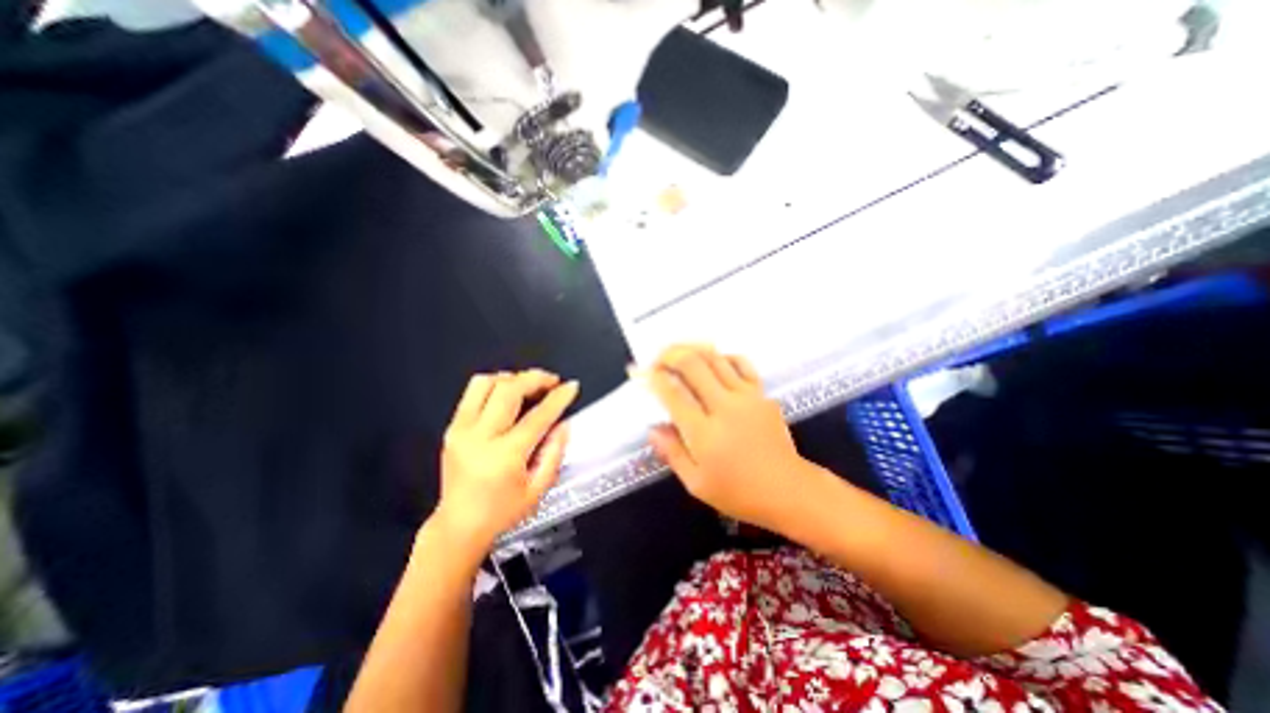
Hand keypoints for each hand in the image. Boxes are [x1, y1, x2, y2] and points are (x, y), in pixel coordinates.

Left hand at [432, 370, 577, 548]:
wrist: (458, 526)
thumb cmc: (502, 513)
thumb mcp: (538, 489)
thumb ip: (554, 453)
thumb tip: (563, 423)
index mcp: (505, 456)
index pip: (537, 416)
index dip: (558, 398)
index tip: (571, 387)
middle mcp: (480, 437)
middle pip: (509, 390)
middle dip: (535, 378)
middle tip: (551, 381)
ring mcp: (461, 430)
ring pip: (486, 383)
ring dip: (512, 378)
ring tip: (528, 385)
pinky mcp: (452, 428)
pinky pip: (472, 393)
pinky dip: (494, 385)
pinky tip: (507, 393)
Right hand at [645, 344, 823, 532]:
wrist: (789, 490)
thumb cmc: (739, 492)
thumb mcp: (697, 484)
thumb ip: (672, 453)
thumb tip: (652, 429)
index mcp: (704, 433)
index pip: (673, 394)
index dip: (653, 378)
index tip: (640, 371)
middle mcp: (724, 407)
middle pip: (693, 365)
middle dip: (670, 355)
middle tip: (658, 357)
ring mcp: (747, 396)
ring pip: (716, 358)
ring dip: (693, 349)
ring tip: (679, 351)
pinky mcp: (762, 394)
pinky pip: (742, 364)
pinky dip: (724, 356)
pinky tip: (714, 359)